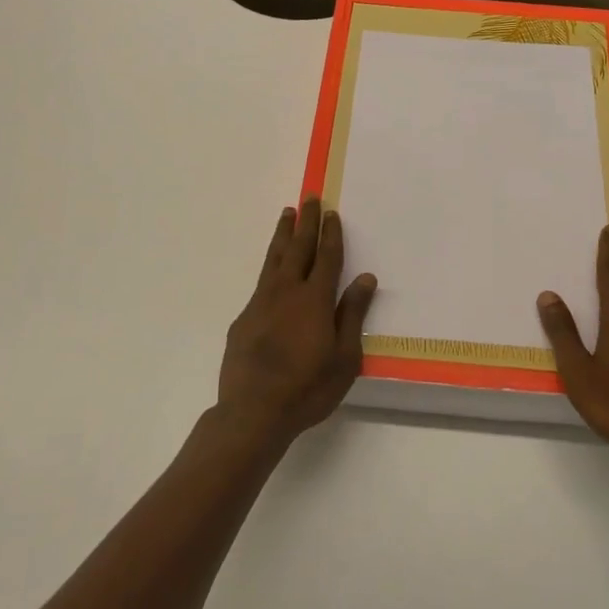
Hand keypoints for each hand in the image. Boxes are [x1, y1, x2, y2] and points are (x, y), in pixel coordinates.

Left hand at [217, 198, 376, 447]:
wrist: (252, 411)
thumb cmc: (308, 388)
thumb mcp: (344, 357)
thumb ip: (352, 314)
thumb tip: (365, 277)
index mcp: (314, 299)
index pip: (326, 258)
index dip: (330, 234)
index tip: (331, 213)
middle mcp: (286, 292)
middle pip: (298, 248)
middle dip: (305, 222)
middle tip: (308, 197)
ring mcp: (260, 303)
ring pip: (273, 259)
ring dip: (282, 235)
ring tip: (286, 214)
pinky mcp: (243, 318)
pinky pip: (260, 282)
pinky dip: (269, 265)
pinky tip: (271, 269)